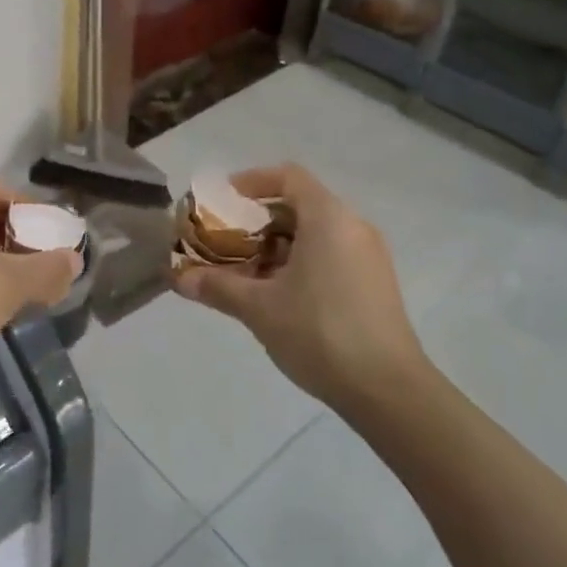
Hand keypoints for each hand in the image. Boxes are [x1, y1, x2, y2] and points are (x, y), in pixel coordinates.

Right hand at [173, 164, 426, 408]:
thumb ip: (218, 286)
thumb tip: (178, 279)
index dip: (251, 181)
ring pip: (314, 232)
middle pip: (299, 204)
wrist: (388, 391)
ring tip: (244, 271)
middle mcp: (353, 227)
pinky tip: (277, 294)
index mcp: (328, 218)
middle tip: (224, 240)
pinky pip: (330, 254)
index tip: (221, 201)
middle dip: (257, 219)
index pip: (288, 176)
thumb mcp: (259, 308)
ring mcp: (368, 256)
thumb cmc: (320, 333)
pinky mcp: (374, 283)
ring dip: (276, 244)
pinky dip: (299, 261)